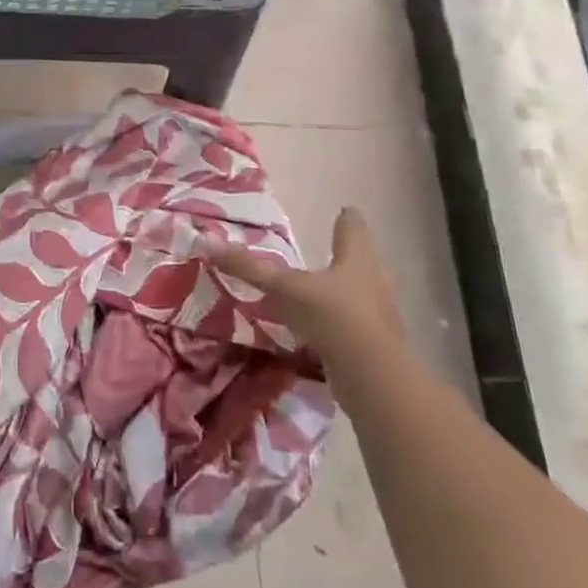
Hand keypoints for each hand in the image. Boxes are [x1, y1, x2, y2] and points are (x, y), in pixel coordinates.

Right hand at [199, 206, 405, 359]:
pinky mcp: (379, 345)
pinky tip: (325, 332)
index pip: (353, 226)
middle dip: (349, 256)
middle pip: (364, 259)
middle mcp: (375, 279)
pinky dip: (343, 325)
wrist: (374, 376)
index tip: (343, 211)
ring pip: (365, 293)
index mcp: (356, 256)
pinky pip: (358, 326)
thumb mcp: (283, 289)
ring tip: (324, 293)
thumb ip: (248, 268)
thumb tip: (206, 242)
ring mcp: (381, 314)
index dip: (346, 218)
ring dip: (347, 292)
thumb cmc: (332, 316)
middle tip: (331, 253)